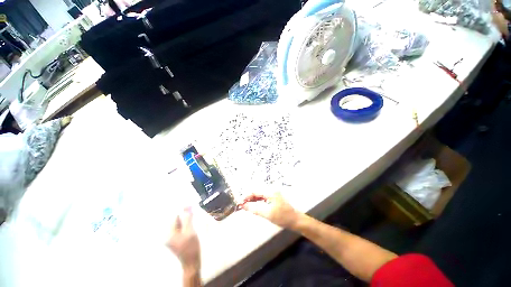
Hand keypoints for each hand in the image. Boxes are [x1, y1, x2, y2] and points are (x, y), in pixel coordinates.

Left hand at [166, 208, 200, 271]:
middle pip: (176, 220)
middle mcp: (168, 235)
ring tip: (193, 220)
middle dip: (185, 216)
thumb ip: (187, 218)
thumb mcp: (190, 231)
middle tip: (194, 214)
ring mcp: (172, 238)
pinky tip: (191, 226)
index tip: (191, 206)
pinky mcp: (176, 240)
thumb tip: (186, 206)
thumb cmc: (191, 246)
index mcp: (169, 233)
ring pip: (179, 224)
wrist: (192, 262)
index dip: (183, 210)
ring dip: (186, 220)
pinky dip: (186, 225)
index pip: (175, 217)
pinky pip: (181, 229)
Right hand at [240, 191, 300, 228]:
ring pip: (259, 195)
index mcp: (270, 191)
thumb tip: (243, 205)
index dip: (245, 196)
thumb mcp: (268, 214)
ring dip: (251, 200)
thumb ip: (255, 209)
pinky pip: (262, 199)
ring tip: (244, 206)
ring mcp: (272, 194)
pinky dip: (257, 202)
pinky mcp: (273, 199)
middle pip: (256, 192)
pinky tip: (252, 206)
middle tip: (240, 206)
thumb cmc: (283, 217)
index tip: (238, 203)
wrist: (296, 221)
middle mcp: (270, 190)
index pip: (254, 191)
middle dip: (248, 198)